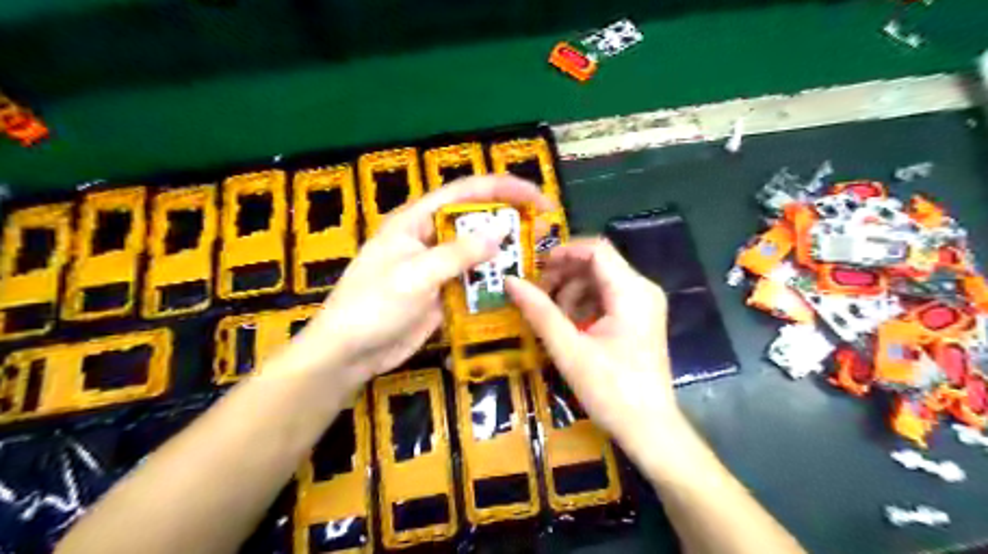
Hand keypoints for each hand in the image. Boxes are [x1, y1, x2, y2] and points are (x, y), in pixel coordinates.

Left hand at [291, 175, 555, 391]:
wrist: (349, 353)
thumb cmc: (373, 306)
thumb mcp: (415, 275)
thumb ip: (458, 253)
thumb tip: (500, 232)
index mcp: (417, 220)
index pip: (466, 192)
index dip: (505, 189)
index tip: (539, 199)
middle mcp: (430, 237)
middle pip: (476, 218)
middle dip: (510, 218)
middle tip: (545, 226)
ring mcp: (437, 266)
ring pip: (478, 251)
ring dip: (506, 252)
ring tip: (539, 254)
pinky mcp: (443, 291)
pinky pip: (474, 279)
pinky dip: (494, 280)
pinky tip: (517, 284)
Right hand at [505, 240, 684, 465]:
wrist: (649, 429)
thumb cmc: (610, 390)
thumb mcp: (569, 349)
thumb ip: (539, 311)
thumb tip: (510, 281)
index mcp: (631, 291)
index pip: (596, 250)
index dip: (563, 253)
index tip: (536, 270)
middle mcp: (643, 289)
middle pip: (598, 264)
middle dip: (565, 275)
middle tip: (538, 296)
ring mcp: (645, 304)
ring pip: (601, 280)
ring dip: (573, 291)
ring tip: (553, 317)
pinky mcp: (641, 318)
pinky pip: (609, 297)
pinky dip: (586, 304)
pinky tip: (572, 327)